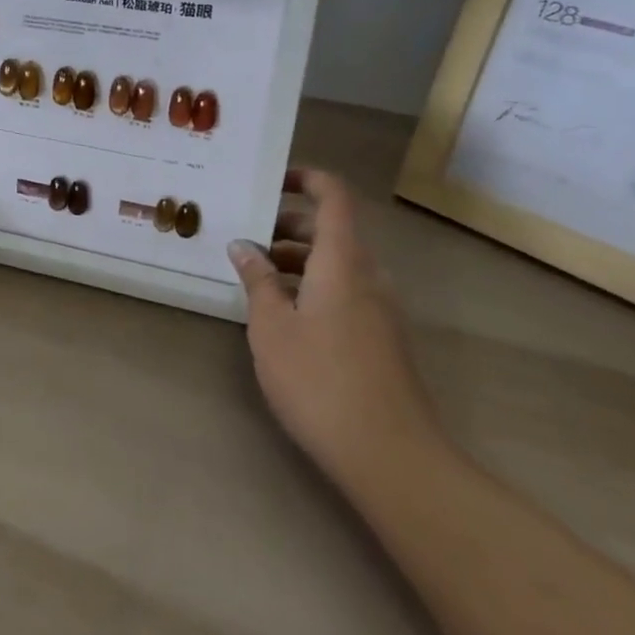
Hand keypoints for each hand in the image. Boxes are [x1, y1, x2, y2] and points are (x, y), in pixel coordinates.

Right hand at [228, 168, 437, 481]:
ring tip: (255, 277)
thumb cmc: (320, 381)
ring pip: (337, 263)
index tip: (270, 181)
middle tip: (246, 235)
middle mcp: (368, 276)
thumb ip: (257, 280)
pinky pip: (345, 291)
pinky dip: (312, 286)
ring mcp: (381, 309)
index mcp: (343, 261)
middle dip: (288, 224)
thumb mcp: (272, 327)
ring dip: (297, 259)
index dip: (306, 178)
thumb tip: (243, 246)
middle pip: (332, 230)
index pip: (334, 197)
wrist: (391, 456)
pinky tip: (282, 314)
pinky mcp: (382, 338)